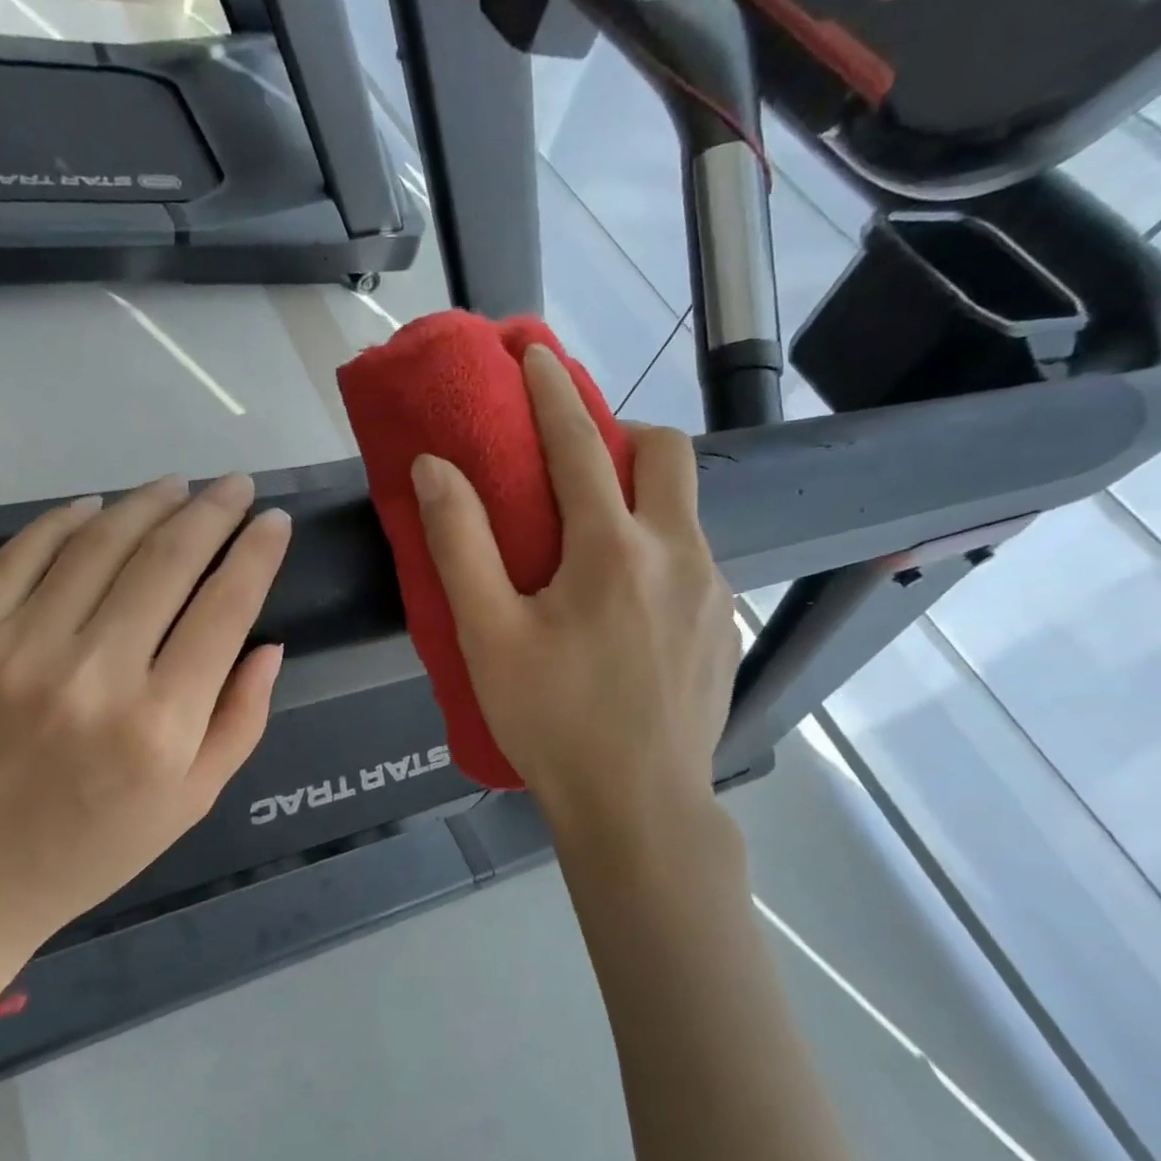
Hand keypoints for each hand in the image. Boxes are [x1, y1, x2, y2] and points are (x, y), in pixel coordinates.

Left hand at [0, 474, 290, 1019]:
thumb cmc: (95, 848)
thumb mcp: (193, 800)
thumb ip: (242, 719)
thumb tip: (268, 641)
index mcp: (161, 725)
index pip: (226, 607)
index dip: (258, 552)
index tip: (276, 520)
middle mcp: (93, 679)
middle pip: (167, 561)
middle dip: (212, 511)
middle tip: (234, 484)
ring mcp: (13, 656)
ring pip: (96, 547)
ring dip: (146, 504)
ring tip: (176, 486)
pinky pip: (16, 560)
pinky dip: (61, 524)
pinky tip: (94, 508)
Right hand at [412, 346, 739, 841]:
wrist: (640, 809)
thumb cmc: (552, 721)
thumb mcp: (487, 635)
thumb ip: (459, 544)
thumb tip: (434, 469)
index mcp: (612, 549)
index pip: (579, 444)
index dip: (551, 391)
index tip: (534, 351)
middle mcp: (677, 553)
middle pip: (667, 452)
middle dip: (622, 433)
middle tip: (577, 465)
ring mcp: (713, 591)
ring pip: (684, 511)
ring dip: (640, 500)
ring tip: (593, 548)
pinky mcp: (726, 627)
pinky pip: (694, 561)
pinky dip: (657, 552)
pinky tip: (626, 608)